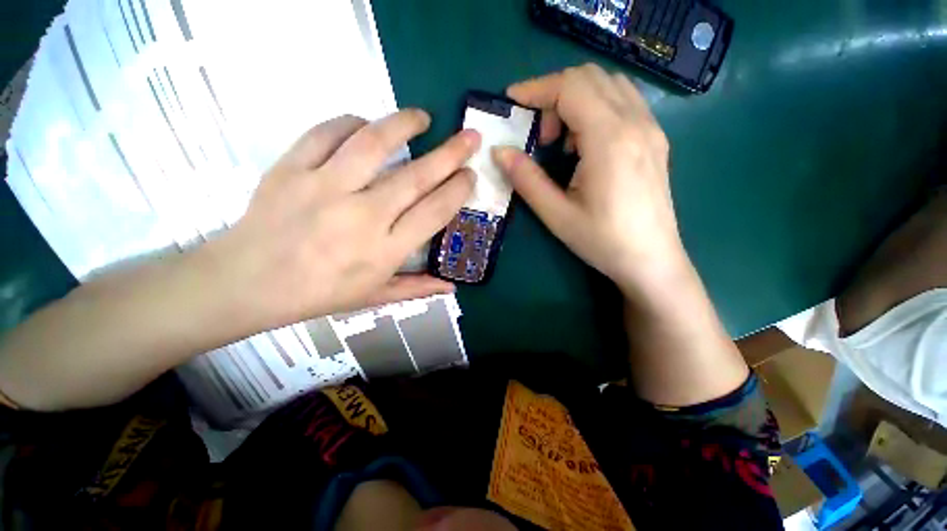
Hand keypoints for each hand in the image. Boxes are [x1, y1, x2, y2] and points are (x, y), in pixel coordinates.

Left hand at [208, 111, 479, 330]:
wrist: (248, 282)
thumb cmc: (319, 293)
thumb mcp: (374, 297)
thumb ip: (417, 288)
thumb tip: (453, 287)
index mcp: (385, 250)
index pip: (434, 212)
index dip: (458, 190)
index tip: (470, 175)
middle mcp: (362, 216)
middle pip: (416, 176)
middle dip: (451, 153)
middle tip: (470, 136)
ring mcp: (325, 188)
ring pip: (374, 144)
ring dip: (404, 124)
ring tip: (422, 117)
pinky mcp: (292, 169)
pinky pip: (326, 133)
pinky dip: (351, 122)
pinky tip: (364, 123)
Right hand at [493, 64, 683, 295]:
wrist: (652, 261)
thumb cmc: (602, 241)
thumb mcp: (556, 215)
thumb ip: (526, 179)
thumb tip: (499, 152)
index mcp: (610, 140)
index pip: (570, 87)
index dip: (536, 88)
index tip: (512, 101)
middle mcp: (636, 123)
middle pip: (589, 77)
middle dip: (554, 95)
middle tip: (540, 136)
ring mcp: (651, 128)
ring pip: (609, 85)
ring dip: (576, 100)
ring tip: (562, 143)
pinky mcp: (655, 139)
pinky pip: (624, 102)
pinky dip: (596, 108)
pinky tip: (587, 145)